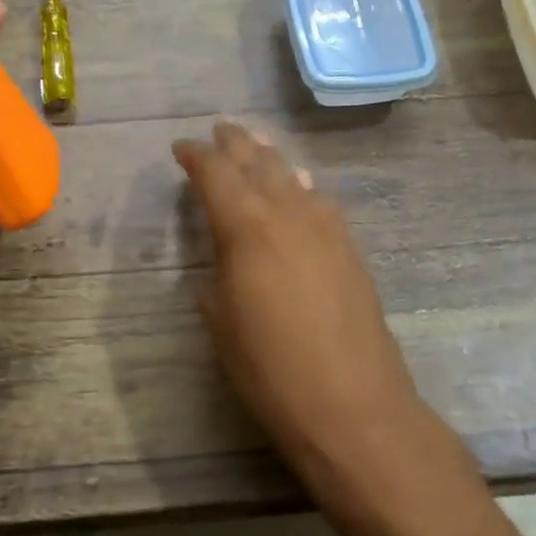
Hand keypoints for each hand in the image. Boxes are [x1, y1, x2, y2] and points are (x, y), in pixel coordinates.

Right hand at [172, 121, 422, 475]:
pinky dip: (301, 188)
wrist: (353, 405)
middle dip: (236, 144)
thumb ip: (215, 280)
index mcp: (247, 229)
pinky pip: (319, 202)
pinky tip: (300, 188)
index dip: (196, 157)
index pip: (217, 175)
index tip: (181, 148)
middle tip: (219, 130)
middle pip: (258, 164)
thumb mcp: (223, 325)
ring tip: (257, 146)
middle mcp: (288, 214)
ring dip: (270, 159)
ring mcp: (326, 229)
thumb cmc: (272, 371)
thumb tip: (219, 262)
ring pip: (293, 177)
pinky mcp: (350, 250)